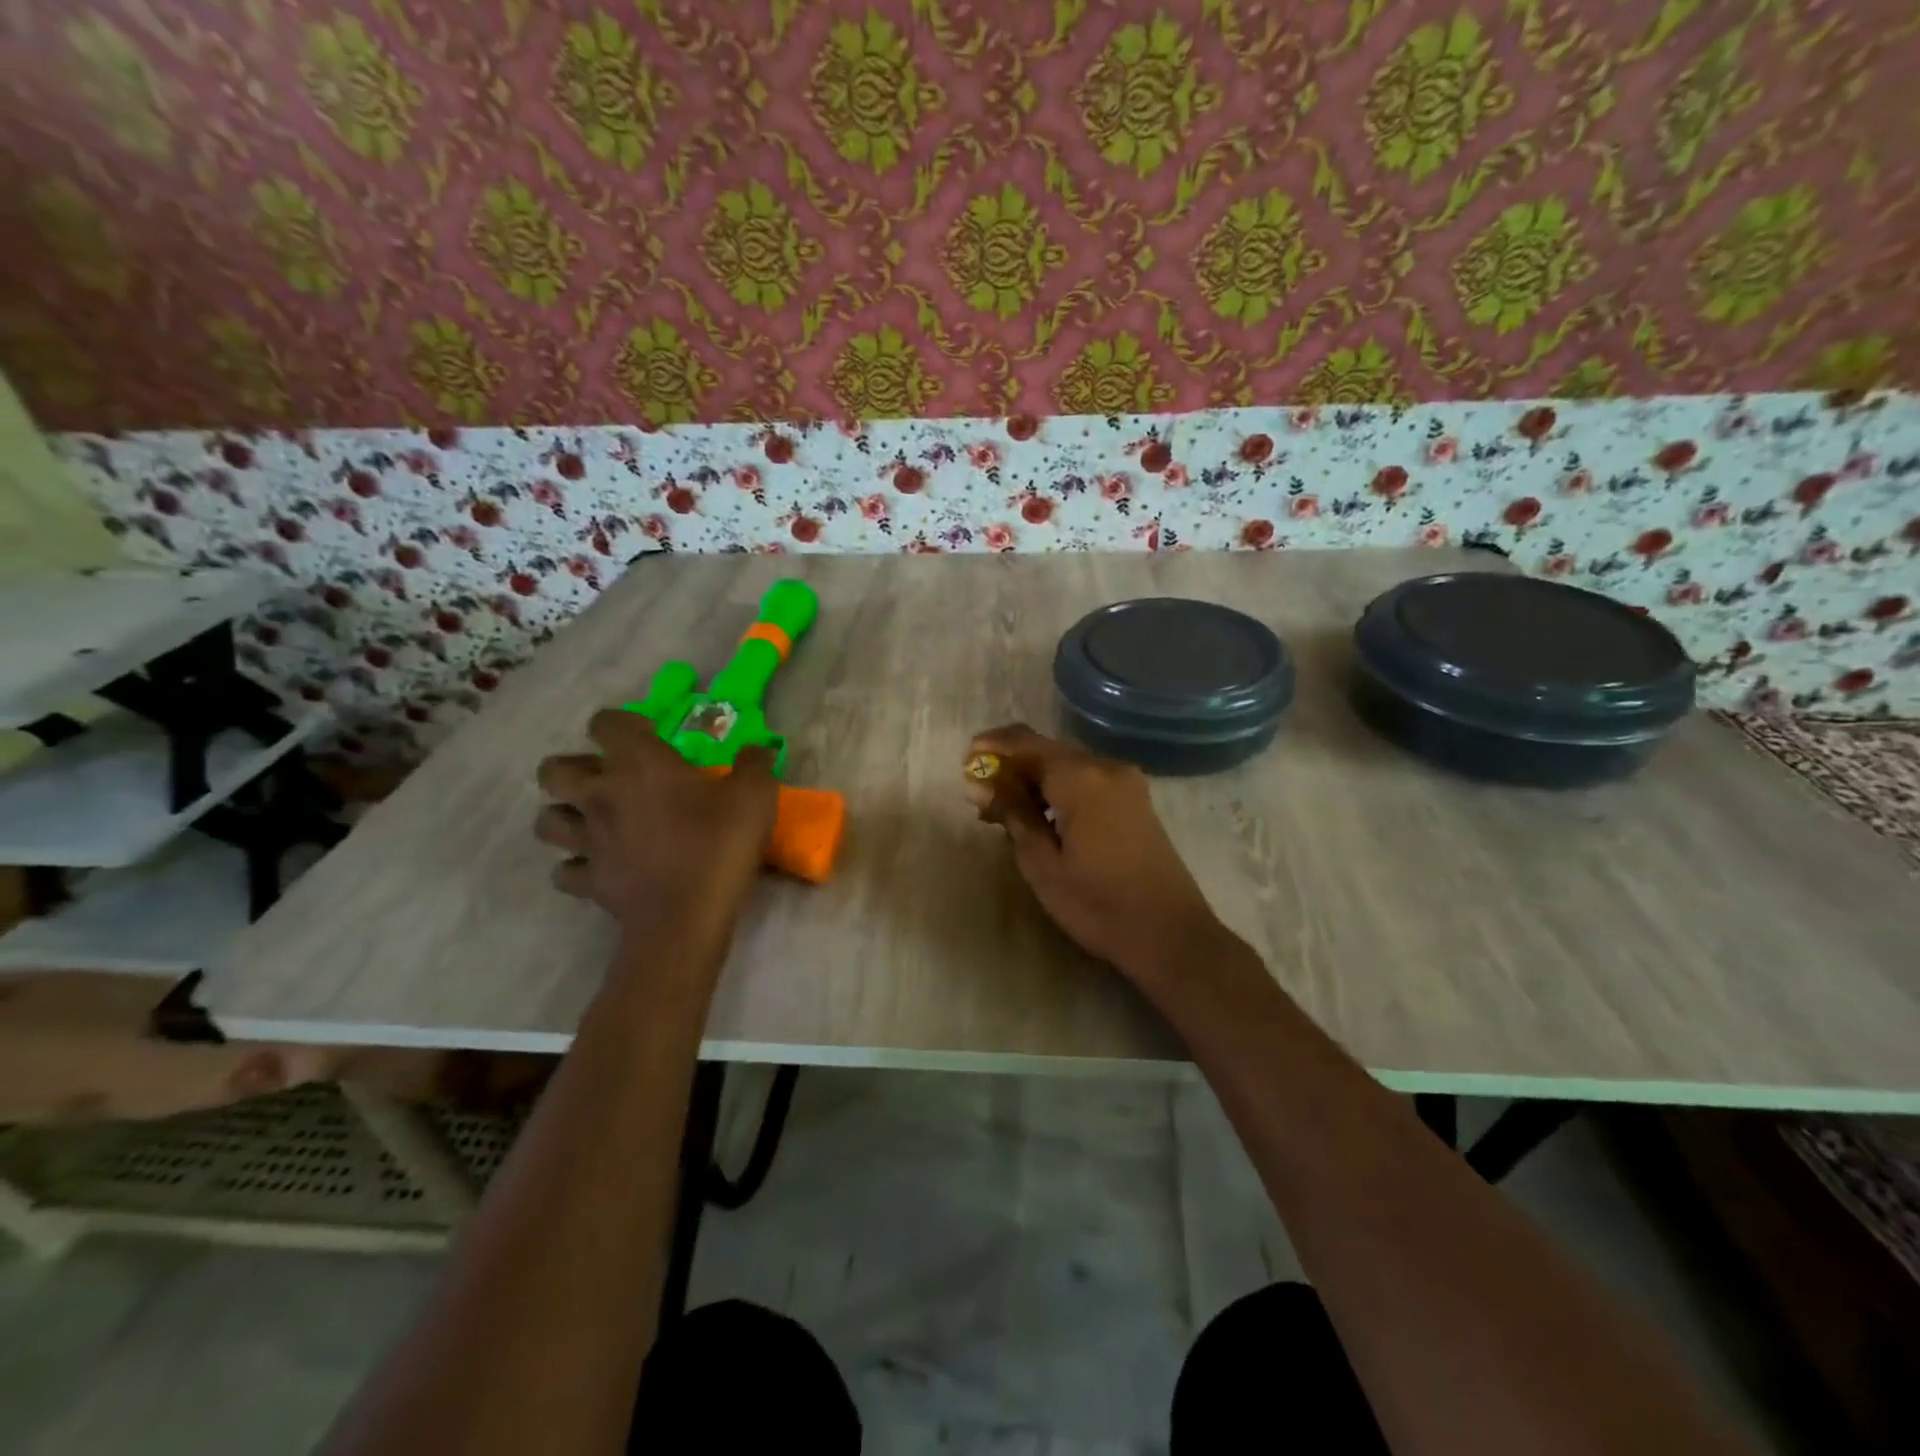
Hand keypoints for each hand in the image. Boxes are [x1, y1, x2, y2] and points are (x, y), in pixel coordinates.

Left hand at [535, 710, 777, 945]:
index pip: (606, 723)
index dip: (621, 724)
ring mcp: (587, 840)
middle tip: (608, 779)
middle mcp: (600, 795)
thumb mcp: (755, 796)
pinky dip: (577, 866)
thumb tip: (757, 748)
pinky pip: (564, 869)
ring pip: (547, 820)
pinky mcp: (587, 880)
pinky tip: (600, 865)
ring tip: (594, 820)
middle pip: (554, 770)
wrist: (686, 918)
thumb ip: (755, 764)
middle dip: (574, 769)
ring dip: (565, 816)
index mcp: (638, 764)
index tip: (648, 736)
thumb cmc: (718, 845)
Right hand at [962, 724, 1225, 982]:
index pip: (1024, 742)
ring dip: (1034, 779)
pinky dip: (1059, 789)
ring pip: (1067, 765)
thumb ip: (1013, 814)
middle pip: (1047, 750)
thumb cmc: (1097, 904)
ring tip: (1005, 812)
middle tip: (981, 798)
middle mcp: (1105, 767)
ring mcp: (1126, 782)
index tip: (965, 765)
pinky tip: (1043, 817)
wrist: (1170, 935)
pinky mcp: (1136, 800)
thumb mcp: (1042, 864)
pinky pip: (1088, 780)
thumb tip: (983, 782)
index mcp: (1080, 777)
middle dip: (1011, 766)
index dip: (991, 747)